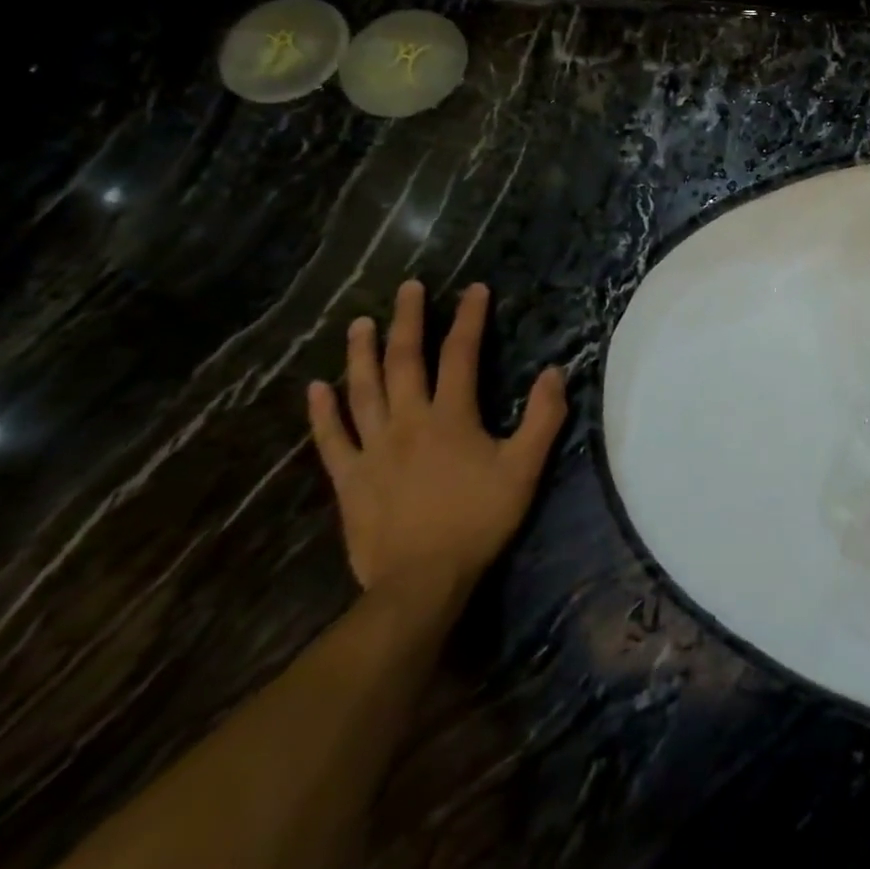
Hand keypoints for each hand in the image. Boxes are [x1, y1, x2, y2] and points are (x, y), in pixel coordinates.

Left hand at [308, 281, 567, 597]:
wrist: (421, 581)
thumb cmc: (478, 520)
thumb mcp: (525, 469)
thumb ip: (542, 419)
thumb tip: (554, 373)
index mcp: (451, 417)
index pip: (461, 355)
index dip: (469, 318)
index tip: (474, 289)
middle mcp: (408, 422)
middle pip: (404, 361)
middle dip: (408, 320)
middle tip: (408, 288)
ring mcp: (372, 449)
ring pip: (363, 391)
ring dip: (361, 353)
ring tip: (360, 322)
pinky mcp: (349, 478)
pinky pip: (332, 438)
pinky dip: (322, 412)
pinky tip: (315, 388)